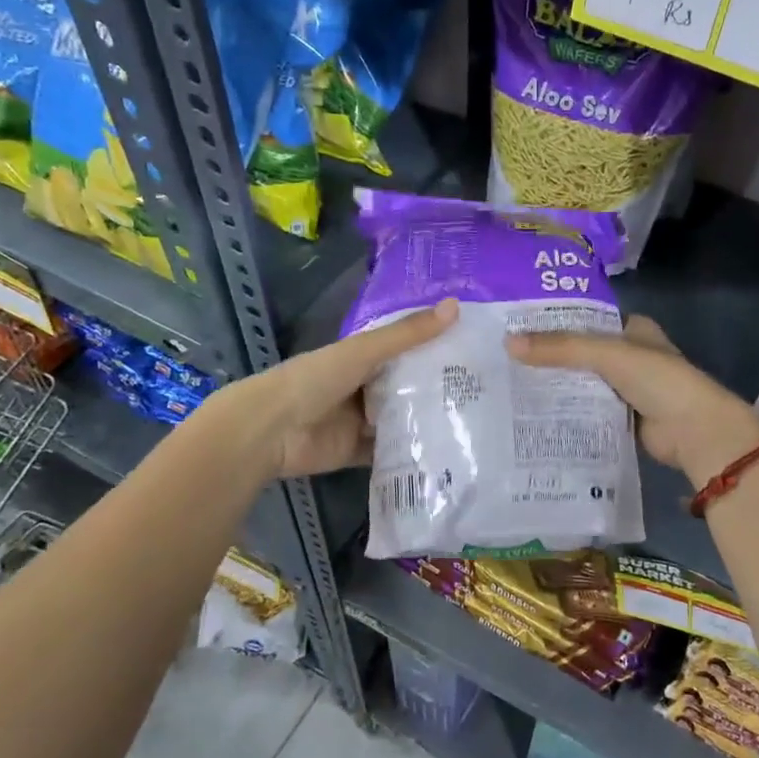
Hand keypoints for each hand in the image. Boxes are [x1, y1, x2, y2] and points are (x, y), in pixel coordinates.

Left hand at [251, 299, 458, 478]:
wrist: (272, 430)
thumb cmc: (315, 379)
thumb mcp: (364, 351)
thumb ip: (407, 334)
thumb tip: (455, 306)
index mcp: (362, 357)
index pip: (406, 349)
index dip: (436, 346)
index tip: (476, 348)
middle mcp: (365, 387)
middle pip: (408, 386)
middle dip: (439, 388)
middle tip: (486, 389)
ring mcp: (362, 421)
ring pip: (403, 419)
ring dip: (428, 420)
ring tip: (475, 421)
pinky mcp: (360, 452)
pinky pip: (392, 451)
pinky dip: (412, 451)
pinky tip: (447, 451)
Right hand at [506, 315, 758, 488]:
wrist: (694, 430)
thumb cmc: (658, 379)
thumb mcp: (606, 354)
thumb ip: (560, 348)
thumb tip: (508, 344)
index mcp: (634, 329)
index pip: (588, 319)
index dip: (557, 321)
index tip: (518, 326)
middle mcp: (631, 356)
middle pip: (582, 353)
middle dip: (551, 358)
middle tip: (506, 359)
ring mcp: (628, 389)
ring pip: (584, 383)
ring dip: (557, 386)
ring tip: (511, 385)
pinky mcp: (623, 418)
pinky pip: (589, 411)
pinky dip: (568, 412)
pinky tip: (536, 413)